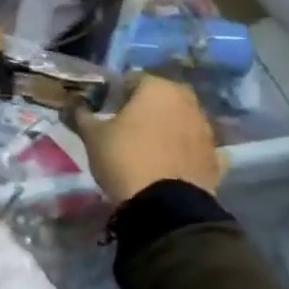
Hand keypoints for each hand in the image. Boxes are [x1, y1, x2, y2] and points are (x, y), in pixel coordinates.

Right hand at [72, 75, 221, 204]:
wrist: (166, 208)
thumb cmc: (125, 159)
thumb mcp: (93, 136)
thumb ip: (81, 115)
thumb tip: (72, 104)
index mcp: (158, 88)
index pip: (132, 80)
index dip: (116, 95)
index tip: (105, 112)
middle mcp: (187, 101)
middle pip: (160, 98)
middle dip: (145, 109)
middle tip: (126, 128)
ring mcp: (206, 130)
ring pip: (181, 121)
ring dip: (167, 128)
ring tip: (147, 149)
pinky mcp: (216, 159)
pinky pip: (195, 148)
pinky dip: (185, 153)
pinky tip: (171, 166)